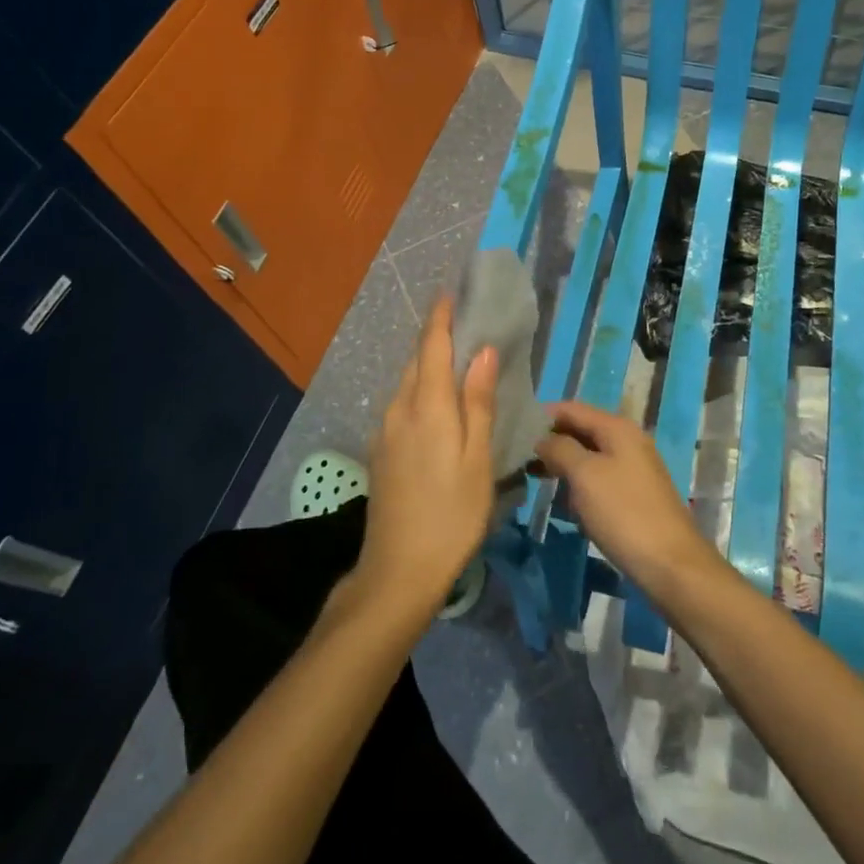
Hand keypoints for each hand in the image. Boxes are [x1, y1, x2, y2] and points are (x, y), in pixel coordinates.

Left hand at [351, 297, 496, 616]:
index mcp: (426, 406)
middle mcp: (399, 410)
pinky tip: (437, 407)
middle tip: (463, 325)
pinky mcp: (381, 453)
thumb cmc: (451, 514)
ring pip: (407, 385)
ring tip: (455, 362)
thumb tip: (482, 351)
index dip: (440, 316)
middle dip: (435, 338)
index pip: (430, 346)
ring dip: (427, 366)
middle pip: (415, 362)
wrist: (397, 571)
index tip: (449, 291)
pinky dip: (420, 392)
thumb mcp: (477, 458)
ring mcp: (385, 432)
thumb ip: (477, 402)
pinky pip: (401, 406)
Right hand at [535, 402, 721, 600]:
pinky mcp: (634, 495)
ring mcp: (633, 468)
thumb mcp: (584, 475)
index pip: (572, 408)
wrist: (671, 564)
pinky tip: (564, 502)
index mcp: (617, 428)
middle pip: (581, 430)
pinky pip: (599, 478)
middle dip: (551, 441)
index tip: (514, 430)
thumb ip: (560, 449)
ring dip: (563, 464)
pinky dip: (579, 484)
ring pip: (589, 456)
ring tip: (533, 477)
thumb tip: (543, 439)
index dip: (543, 416)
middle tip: (518, 457)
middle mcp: (628, 440)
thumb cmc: (623, 513)